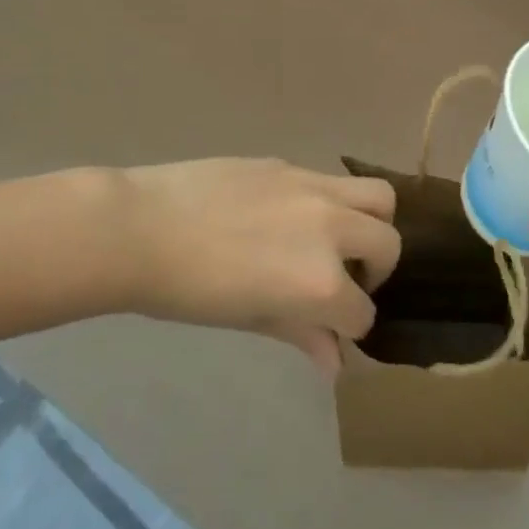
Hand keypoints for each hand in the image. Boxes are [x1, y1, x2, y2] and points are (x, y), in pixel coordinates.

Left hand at [114, 158, 398, 374]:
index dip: (349, 325)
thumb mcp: (250, 319)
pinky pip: (333, 181)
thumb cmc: (188, 291)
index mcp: (320, 282)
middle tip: (344, 279)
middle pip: (388, 244)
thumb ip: (302, 335)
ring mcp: (314, 188)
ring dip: (372, 222)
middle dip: (377, 270)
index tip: (331, 327)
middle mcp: (331, 229)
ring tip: (340, 237)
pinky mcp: (292, 165)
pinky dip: (333, 203)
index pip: (362, 311)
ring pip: (379, 197)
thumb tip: (336, 363)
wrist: (140, 228)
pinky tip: (293, 216)